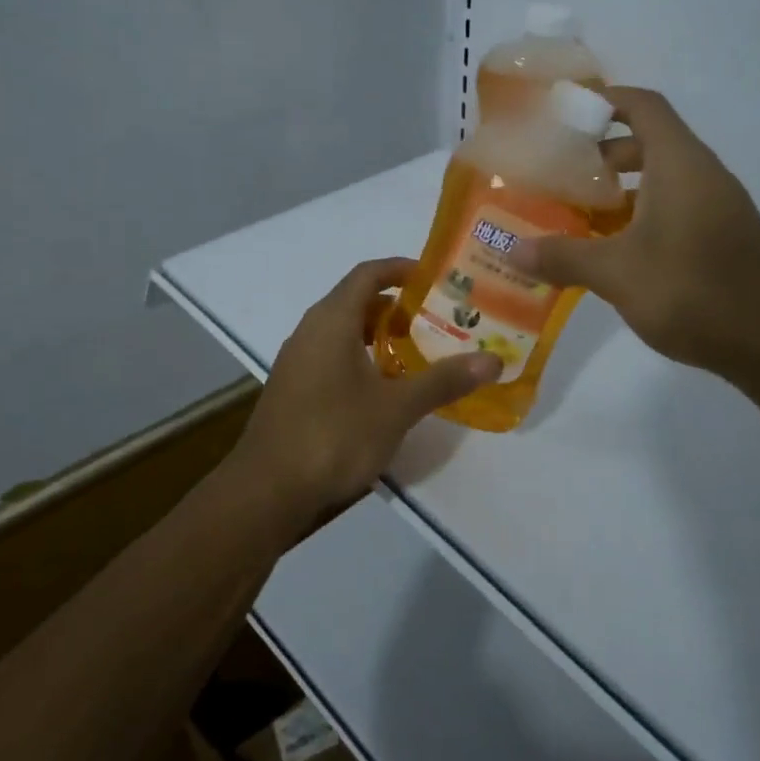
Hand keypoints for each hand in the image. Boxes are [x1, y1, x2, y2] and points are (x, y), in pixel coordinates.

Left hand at [233, 257, 499, 544]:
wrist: (267, 492)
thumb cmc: (334, 436)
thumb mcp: (396, 408)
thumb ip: (443, 380)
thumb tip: (492, 360)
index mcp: (331, 321)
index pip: (368, 274)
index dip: (401, 268)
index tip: (436, 278)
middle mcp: (310, 331)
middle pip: (356, 301)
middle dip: (397, 306)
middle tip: (438, 319)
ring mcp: (297, 362)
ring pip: (343, 332)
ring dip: (379, 335)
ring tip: (419, 351)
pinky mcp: (293, 390)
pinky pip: (332, 357)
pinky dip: (361, 358)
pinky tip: (385, 389)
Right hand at [508, 87, 759, 380]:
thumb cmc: (693, 291)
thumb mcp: (617, 274)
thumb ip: (563, 256)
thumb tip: (512, 249)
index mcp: (680, 164)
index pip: (643, 106)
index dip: (605, 100)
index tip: (565, 114)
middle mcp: (703, 174)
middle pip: (650, 142)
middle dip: (603, 153)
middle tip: (560, 173)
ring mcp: (718, 206)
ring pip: (663, 179)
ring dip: (622, 189)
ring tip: (578, 213)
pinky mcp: (724, 236)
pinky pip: (676, 207)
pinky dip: (642, 215)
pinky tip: (615, 250)